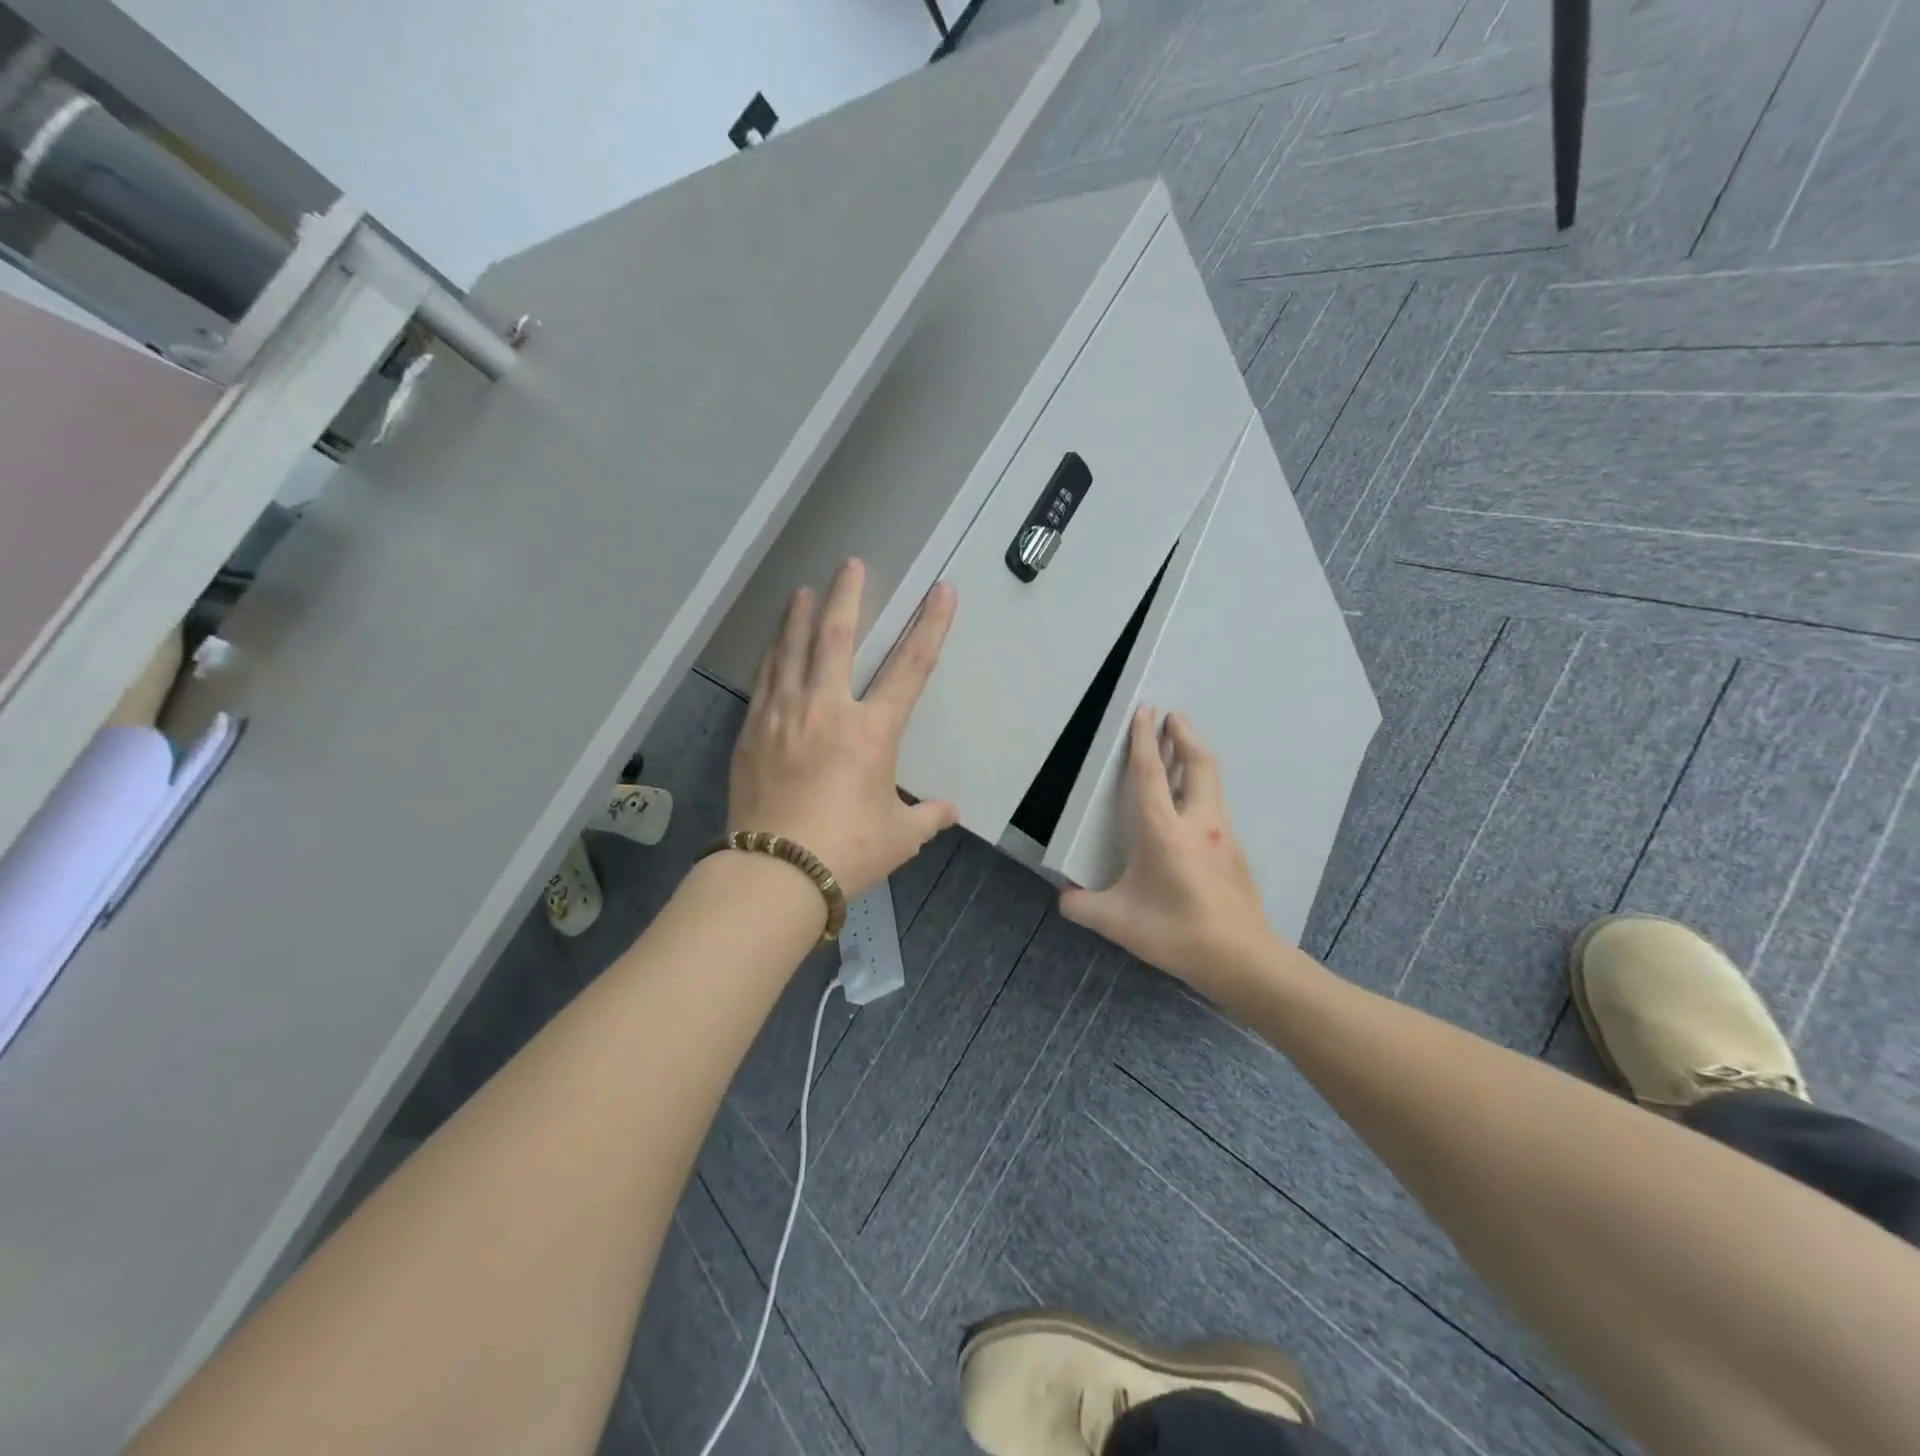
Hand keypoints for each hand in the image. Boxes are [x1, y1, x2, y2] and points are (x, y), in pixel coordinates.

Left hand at [728, 559, 958, 899]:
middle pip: (837, 638)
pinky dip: (772, 656)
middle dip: (847, 596)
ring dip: (800, 616)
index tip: (941, 590)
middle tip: (850, 565)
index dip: (930, 625)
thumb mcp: (899, 836)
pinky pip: (764, 680)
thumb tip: (948, 811)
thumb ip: (926, 817)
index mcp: (872, 731)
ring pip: (792, 650)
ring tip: (803, 591)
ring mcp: (784, 716)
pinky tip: (772, 645)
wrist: (775, 871)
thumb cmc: (847, 851)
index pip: (910, 667)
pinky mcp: (753, 731)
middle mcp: (827, 710)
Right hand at [1059, 708, 1276, 995]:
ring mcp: (1223, 836)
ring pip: (1211, 782)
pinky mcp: (1235, 851)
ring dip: (1195, 757)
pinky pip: (1216, 804)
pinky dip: (1202, 786)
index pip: (1150, 775)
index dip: (1143, 741)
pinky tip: (1191, 802)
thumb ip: (1083, 907)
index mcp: (1165, 833)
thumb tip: (1064, 897)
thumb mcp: (1118, 922)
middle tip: (1172, 715)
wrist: (1243, 960)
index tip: (1144, 711)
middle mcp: (1198, 824)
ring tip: (1181, 747)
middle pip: (1197, 764)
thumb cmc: (1177, 934)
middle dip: (1184, 735)